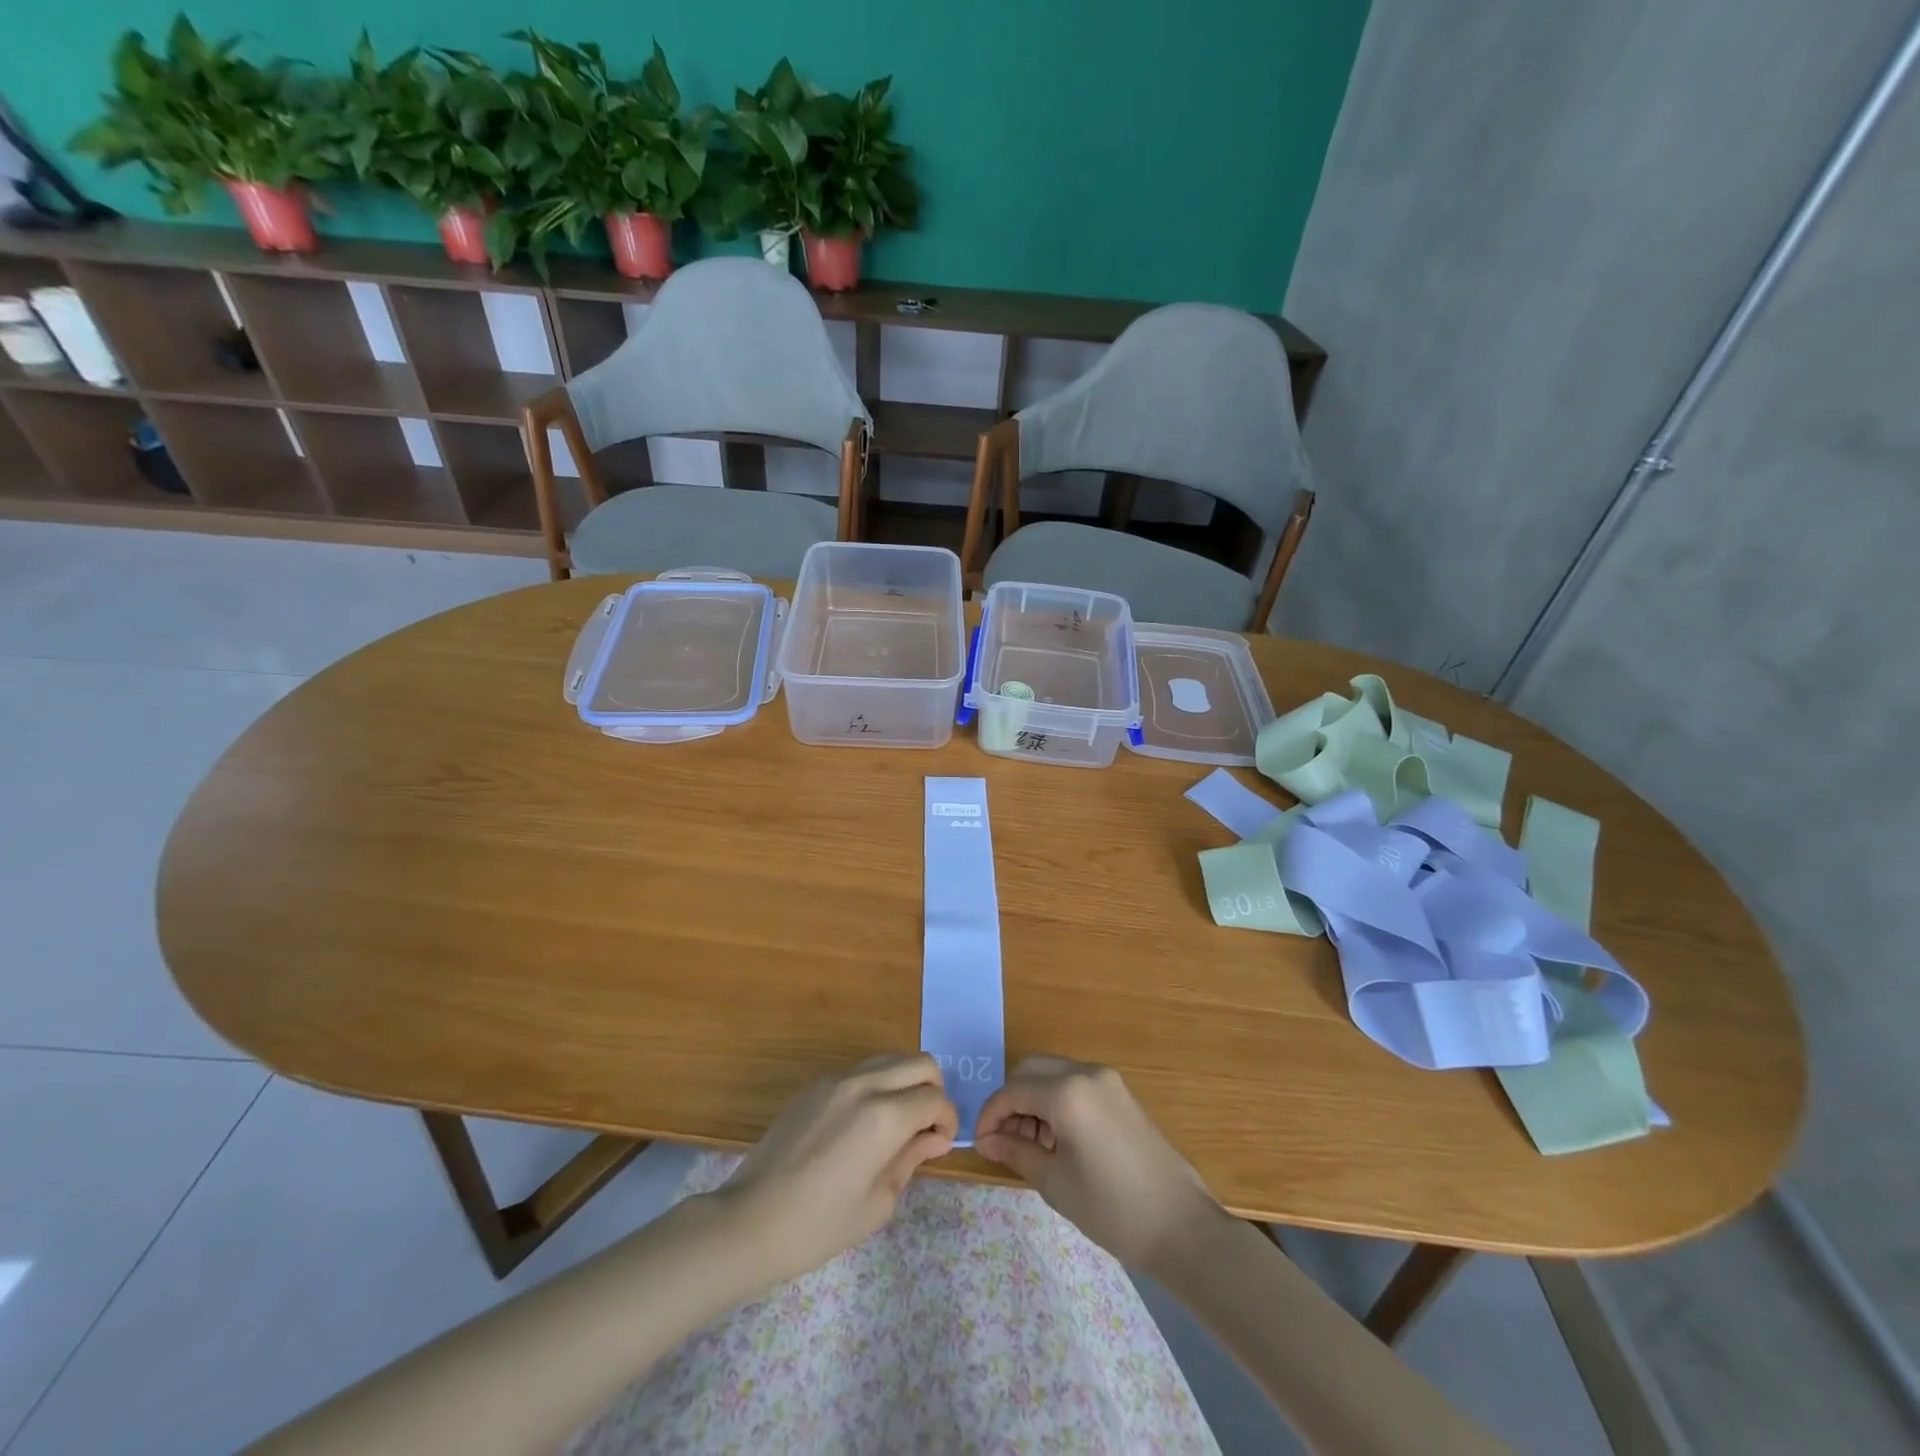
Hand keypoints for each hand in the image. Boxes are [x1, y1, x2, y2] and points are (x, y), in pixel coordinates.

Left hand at [712, 1053, 957, 1286]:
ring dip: (905, 1082)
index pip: (934, 1099)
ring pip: (890, 1059)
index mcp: (884, 1116)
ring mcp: (836, 1079)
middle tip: (925, 1126)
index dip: (947, 1120)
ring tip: (897, 1122)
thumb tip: (932, 1138)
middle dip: (933, 1090)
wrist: (750, 1220)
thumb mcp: (877, 1203)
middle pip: (920, 1063)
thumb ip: (910, 1160)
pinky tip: (863, 1124)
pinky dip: (877, 1085)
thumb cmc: (818, 1225)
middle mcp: (864, 1085)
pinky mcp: (815, 1085)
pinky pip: (861, 1071)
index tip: (940, 1144)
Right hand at [975, 1056, 1224, 1271]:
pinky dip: (1057, 1101)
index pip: (1012, 1091)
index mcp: (1067, 1092)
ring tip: (1031, 1146)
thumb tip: (988, 1140)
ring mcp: (1107, 1080)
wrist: (1181, 1226)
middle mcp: (1086, 1073)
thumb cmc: (1113, 1208)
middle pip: (1031, 1070)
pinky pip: (1076, 1084)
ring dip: (1034, 1100)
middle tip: (1004, 1141)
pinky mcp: (1121, 1094)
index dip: (990, 1115)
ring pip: (1054, 1074)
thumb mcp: (1056, 1183)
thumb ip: (1017, 1152)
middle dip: (1011, 1101)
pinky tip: (1058, 1140)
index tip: (980, 1144)